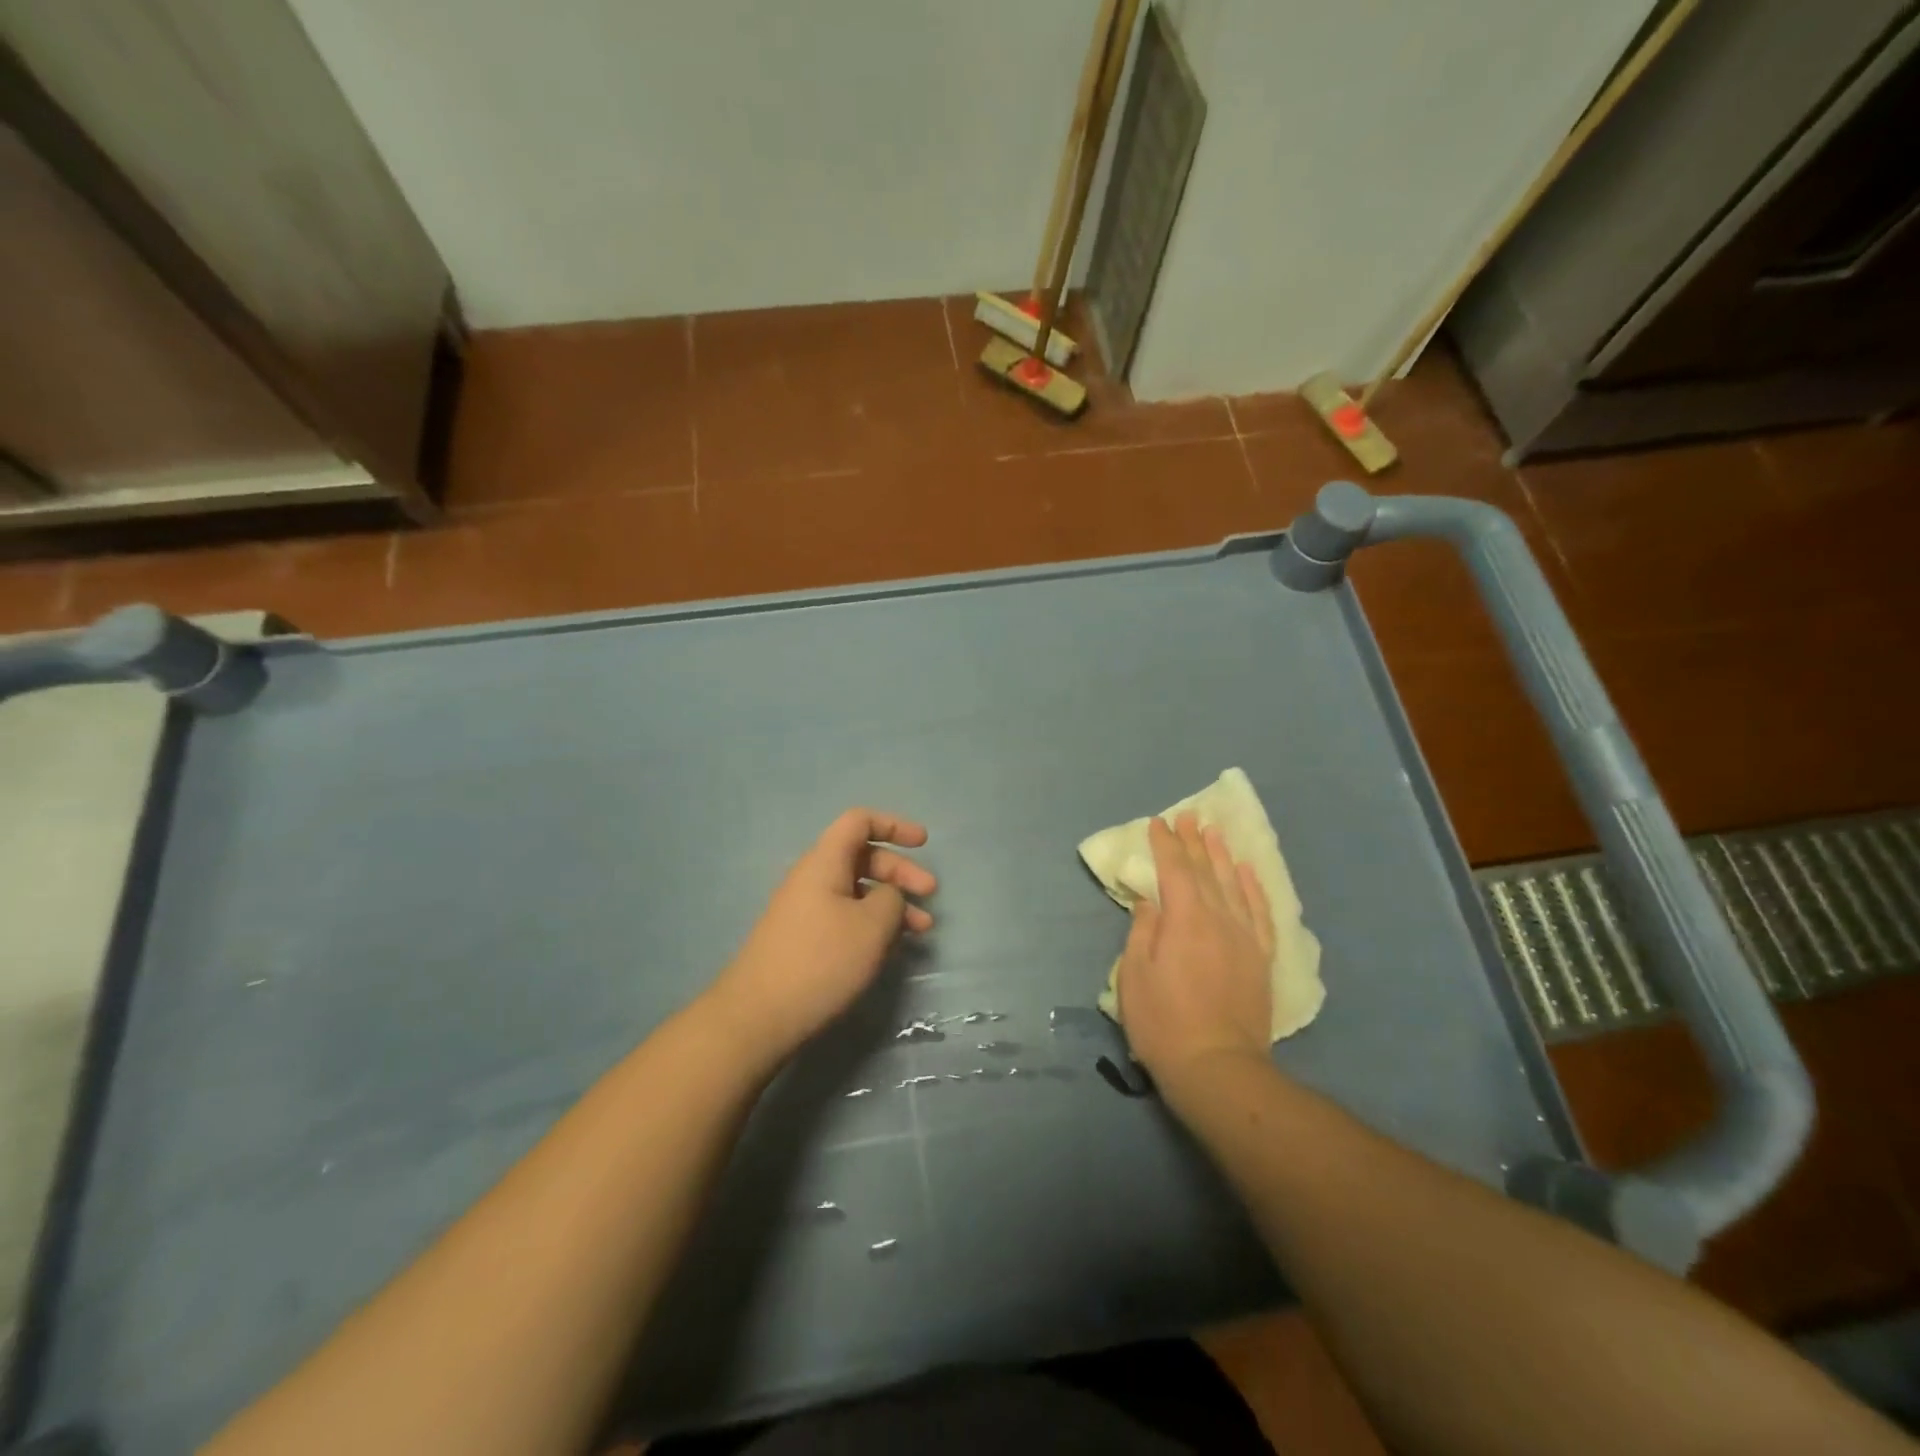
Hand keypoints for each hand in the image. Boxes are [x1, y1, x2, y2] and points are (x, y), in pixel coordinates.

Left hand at [706, 809, 935, 1063]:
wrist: (757, 1018)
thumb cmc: (820, 961)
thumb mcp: (871, 926)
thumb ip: (891, 899)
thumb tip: (889, 895)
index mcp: (824, 863)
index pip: (859, 821)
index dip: (894, 825)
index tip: (924, 843)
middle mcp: (812, 879)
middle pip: (862, 857)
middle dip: (900, 871)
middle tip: (930, 895)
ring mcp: (805, 911)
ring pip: (857, 892)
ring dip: (892, 903)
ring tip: (922, 930)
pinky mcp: (804, 940)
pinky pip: (845, 917)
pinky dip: (873, 924)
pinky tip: (891, 948)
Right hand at [1115, 814, 1273, 1086]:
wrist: (1217, 1067)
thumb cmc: (1163, 1021)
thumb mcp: (1135, 975)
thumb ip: (1143, 931)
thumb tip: (1151, 902)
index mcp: (1184, 919)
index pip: (1174, 870)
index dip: (1165, 845)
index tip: (1158, 823)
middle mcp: (1218, 919)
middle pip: (1205, 871)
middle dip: (1194, 841)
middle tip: (1188, 816)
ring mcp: (1244, 937)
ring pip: (1234, 885)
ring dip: (1223, 856)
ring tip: (1215, 832)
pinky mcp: (1261, 958)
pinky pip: (1260, 912)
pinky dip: (1254, 888)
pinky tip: (1248, 872)